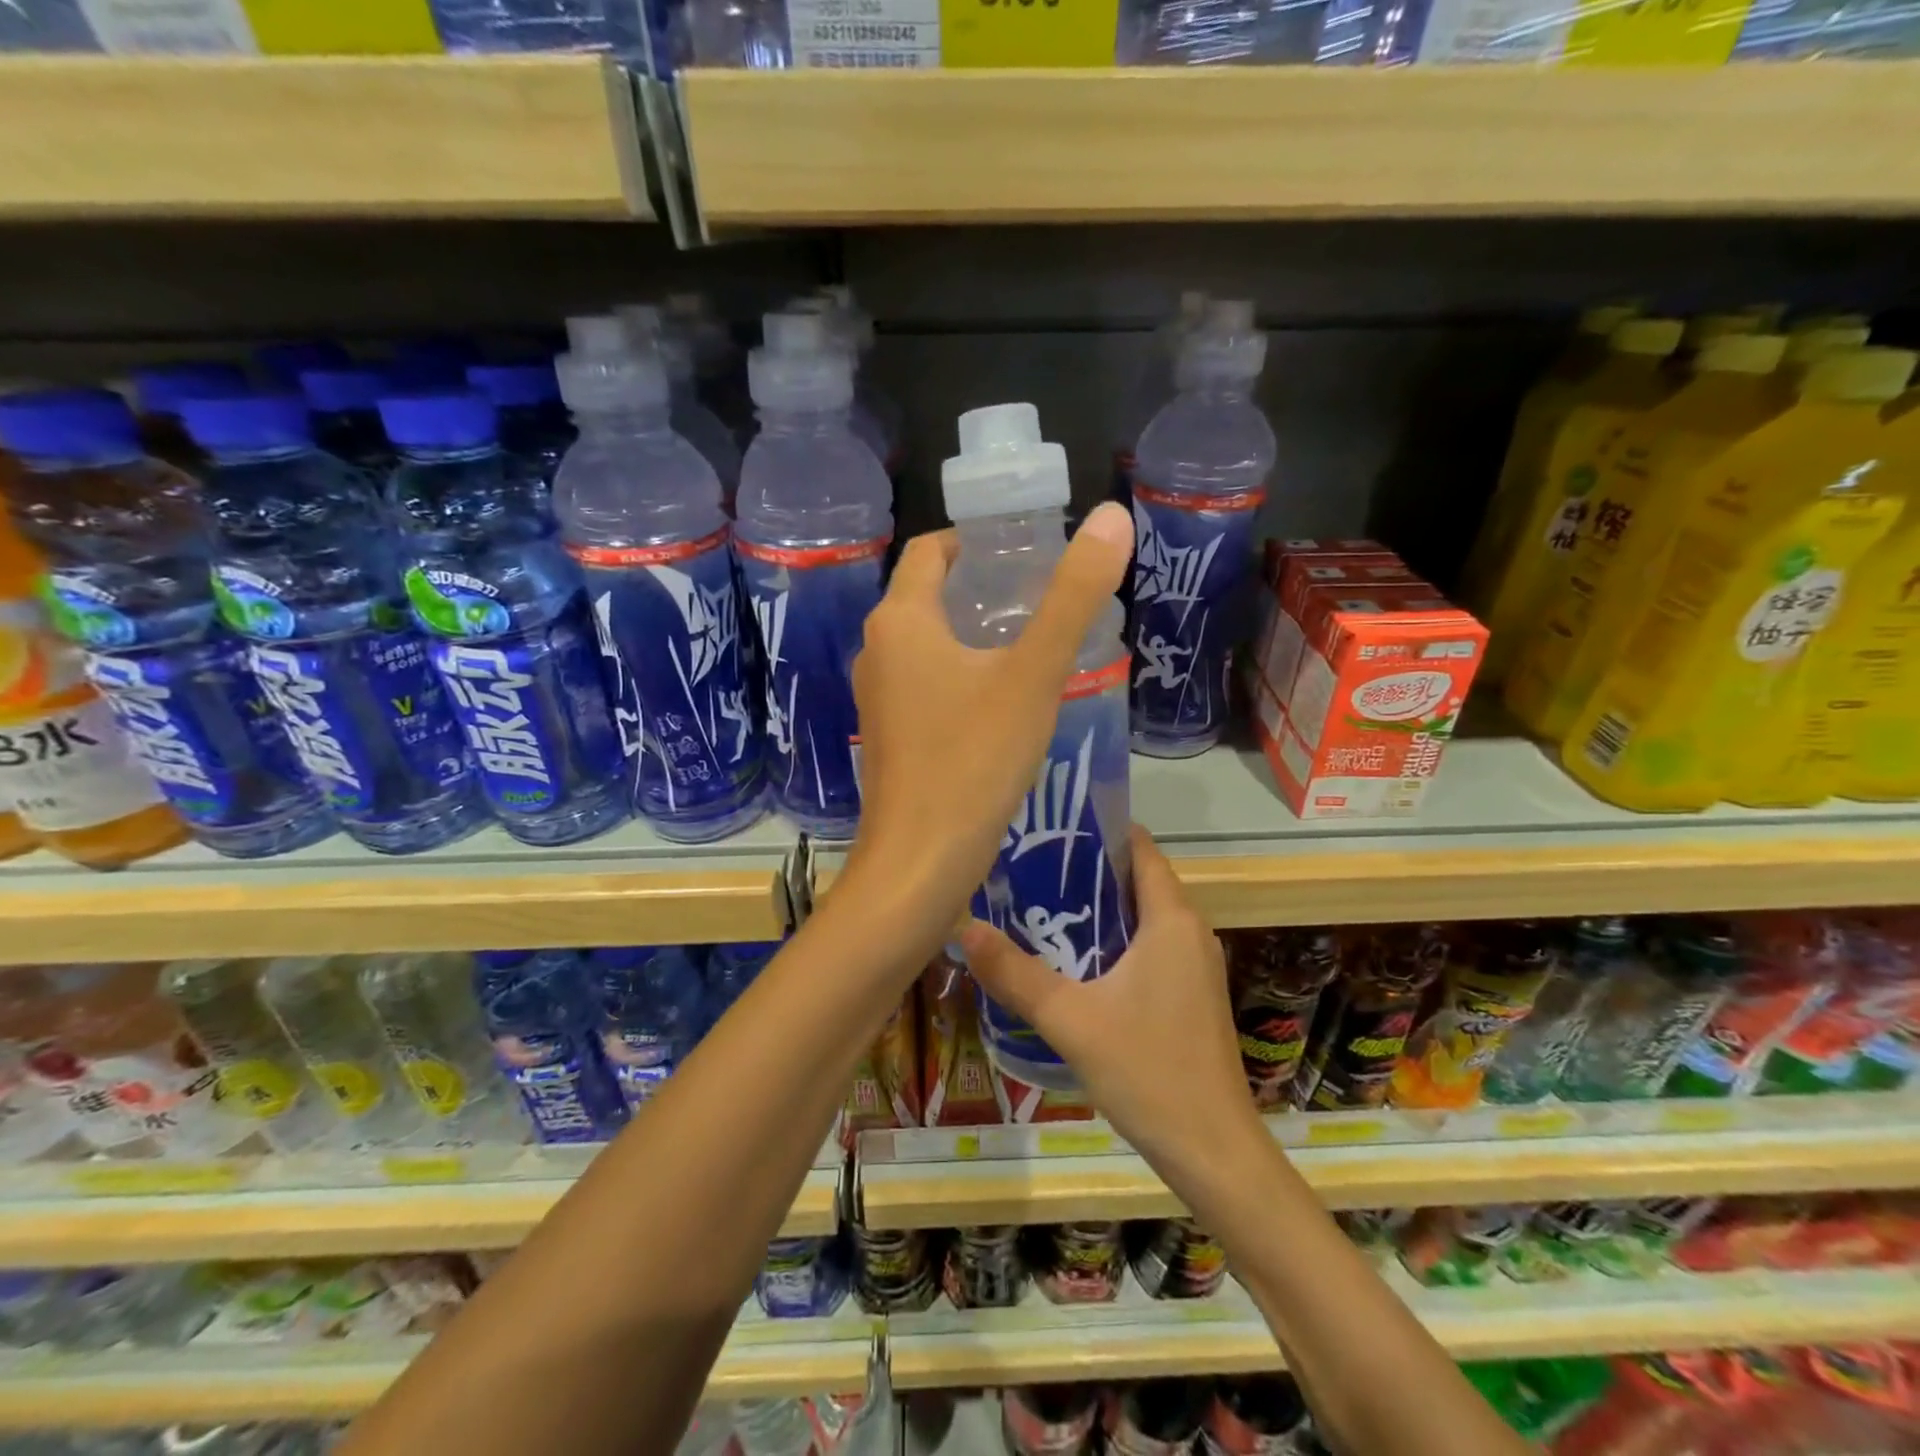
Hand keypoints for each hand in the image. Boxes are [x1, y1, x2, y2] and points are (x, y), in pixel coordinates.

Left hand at [840, 502, 1132, 931]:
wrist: (920, 861)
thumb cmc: (973, 759)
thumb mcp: (1033, 674)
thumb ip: (1073, 596)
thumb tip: (1113, 518)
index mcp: (900, 620)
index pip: (932, 550)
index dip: (977, 541)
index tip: (1027, 550)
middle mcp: (877, 650)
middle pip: (930, 595)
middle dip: (983, 588)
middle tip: (1045, 595)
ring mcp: (878, 698)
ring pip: (929, 644)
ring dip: (975, 635)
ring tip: (1035, 644)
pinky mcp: (891, 736)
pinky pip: (927, 686)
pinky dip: (963, 676)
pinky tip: (1006, 701)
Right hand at [959, 827, 1264, 1179]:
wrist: (1213, 1152)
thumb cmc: (1148, 1071)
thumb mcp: (1070, 1019)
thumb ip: (1014, 973)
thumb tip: (964, 927)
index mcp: (1171, 919)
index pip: (1139, 848)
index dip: (1097, 830)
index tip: (1048, 829)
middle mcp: (1189, 931)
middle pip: (1135, 880)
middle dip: (1084, 871)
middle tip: (1026, 869)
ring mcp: (1193, 966)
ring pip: (1140, 917)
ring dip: (1095, 910)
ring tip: (1037, 909)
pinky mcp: (1189, 995)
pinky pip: (1147, 948)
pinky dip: (1111, 942)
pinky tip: (1070, 962)